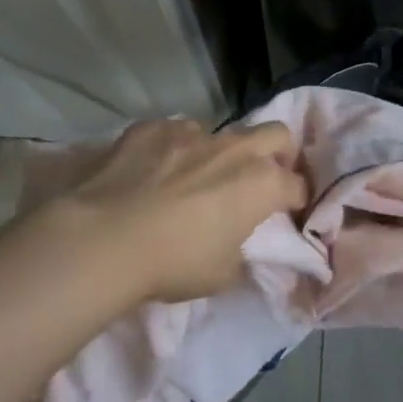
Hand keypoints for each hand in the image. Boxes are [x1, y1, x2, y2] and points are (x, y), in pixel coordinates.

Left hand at [48, 118, 308, 303]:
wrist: (105, 238)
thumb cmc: (173, 263)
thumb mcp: (221, 273)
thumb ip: (239, 248)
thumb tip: (234, 240)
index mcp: (260, 184)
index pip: (296, 185)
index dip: (297, 200)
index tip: (289, 212)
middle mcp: (233, 150)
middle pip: (275, 134)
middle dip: (278, 153)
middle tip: (261, 178)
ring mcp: (191, 133)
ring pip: (220, 132)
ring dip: (218, 153)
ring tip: (193, 178)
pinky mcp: (152, 127)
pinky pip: (174, 133)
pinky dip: (173, 150)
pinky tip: (152, 171)